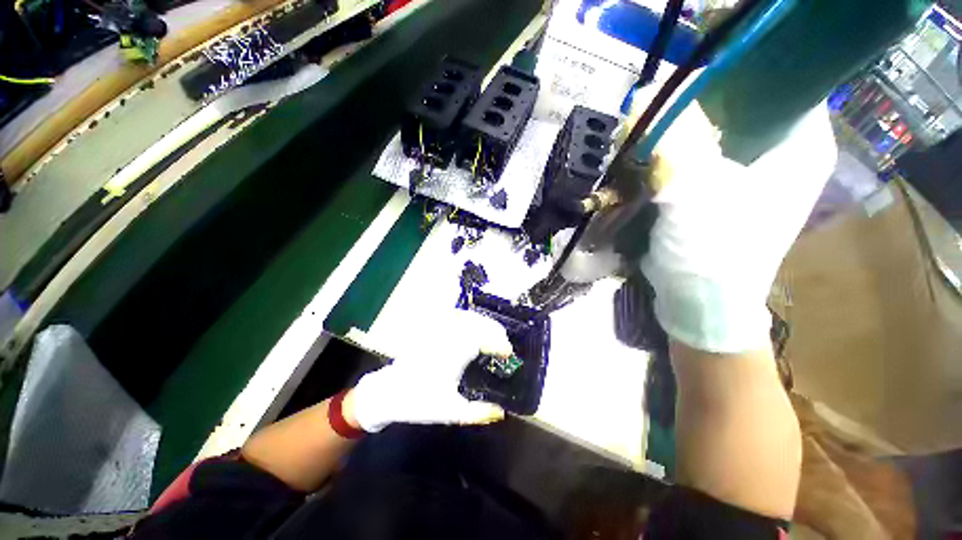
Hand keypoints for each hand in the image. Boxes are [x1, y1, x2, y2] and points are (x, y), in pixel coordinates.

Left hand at [350, 309, 513, 431]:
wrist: (388, 392)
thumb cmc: (420, 402)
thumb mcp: (451, 412)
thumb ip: (478, 413)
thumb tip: (501, 412)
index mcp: (456, 354)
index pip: (484, 340)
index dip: (500, 344)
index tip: (508, 354)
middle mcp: (449, 337)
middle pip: (478, 323)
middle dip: (495, 330)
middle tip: (502, 343)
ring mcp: (439, 331)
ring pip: (466, 317)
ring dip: (482, 322)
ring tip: (491, 333)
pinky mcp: (431, 330)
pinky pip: (453, 316)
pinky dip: (467, 318)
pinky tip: (471, 324)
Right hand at [641, 99, 836, 352]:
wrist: (699, 302)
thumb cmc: (712, 251)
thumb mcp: (696, 193)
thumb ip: (676, 142)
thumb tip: (643, 97)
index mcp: (800, 145)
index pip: (781, 79)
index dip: (736, 71)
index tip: (690, 78)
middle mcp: (783, 154)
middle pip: (744, 105)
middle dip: (699, 105)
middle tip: (660, 110)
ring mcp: (752, 175)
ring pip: (718, 132)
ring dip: (682, 132)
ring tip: (651, 134)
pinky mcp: (723, 193)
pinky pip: (701, 157)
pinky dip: (676, 154)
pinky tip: (653, 157)